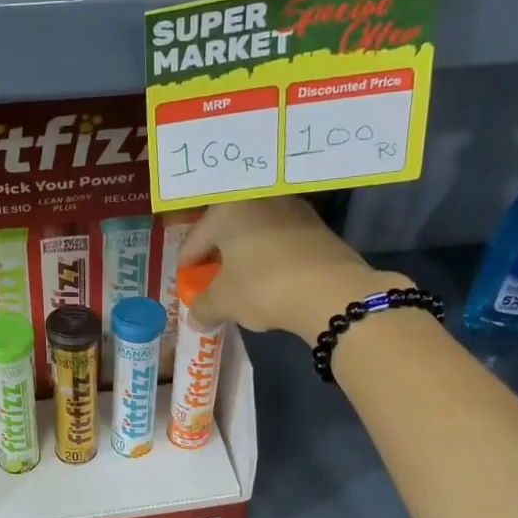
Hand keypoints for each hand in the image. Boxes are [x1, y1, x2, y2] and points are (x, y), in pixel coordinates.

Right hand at [178, 198, 410, 343]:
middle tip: (212, 281)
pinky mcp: (316, 224)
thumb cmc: (263, 287)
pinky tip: (271, 278)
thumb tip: (195, 318)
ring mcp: (290, 208)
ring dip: (245, 255)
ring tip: (242, 281)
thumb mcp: (223, 302)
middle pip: (225, 231)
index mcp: (226, 210)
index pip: (194, 241)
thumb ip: (202, 307)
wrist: (331, 291)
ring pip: (255, 233)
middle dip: (217, 257)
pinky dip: (270, 256)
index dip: (186, 267)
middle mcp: (256, 199)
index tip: (186, 284)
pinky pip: (280, 239)